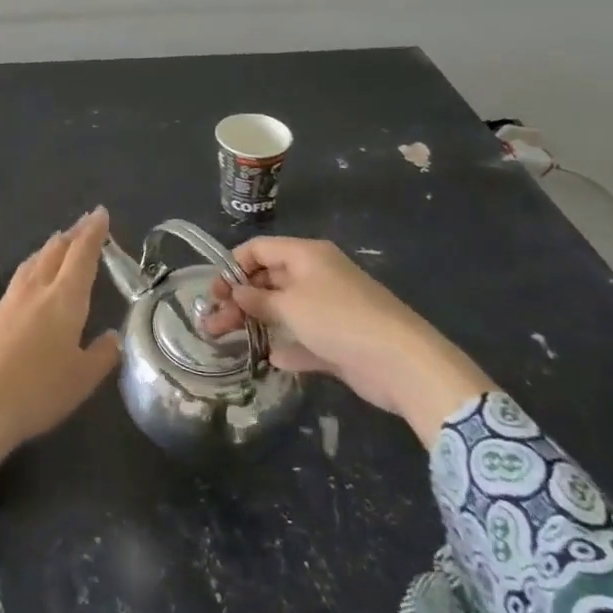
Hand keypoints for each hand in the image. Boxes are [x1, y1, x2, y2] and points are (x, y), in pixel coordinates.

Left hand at [0, 207, 119, 486]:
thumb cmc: (37, 392)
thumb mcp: (81, 380)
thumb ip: (101, 355)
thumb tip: (112, 337)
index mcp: (64, 299)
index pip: (82, 255)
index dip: (93, 233)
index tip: (100, 213)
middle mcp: (35, 290)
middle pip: (54, 252)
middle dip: (72, 235)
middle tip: (83, 225)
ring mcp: (7, 301)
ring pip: (32, 263)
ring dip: (48, 250)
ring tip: (58, 244)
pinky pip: (16, 282)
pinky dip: (30, 271)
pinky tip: (29, 284)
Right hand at [204, 237, 492, 446]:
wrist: (401, 362)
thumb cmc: (338, 319)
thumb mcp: (290, 305)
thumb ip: (258, 299)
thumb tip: (237, 293)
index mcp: (307, 255)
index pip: (260, 249)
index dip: (233, 266)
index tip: (213, 291)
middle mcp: (317, 276)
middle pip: (268, 280)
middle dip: (239, 299)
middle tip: (212, 323)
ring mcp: (329, 309)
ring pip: (283, 311)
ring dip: (256, 323)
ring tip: (225, 341)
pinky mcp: (338, 340)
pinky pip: (303, 338)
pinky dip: (286, 346)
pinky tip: (268, 358)